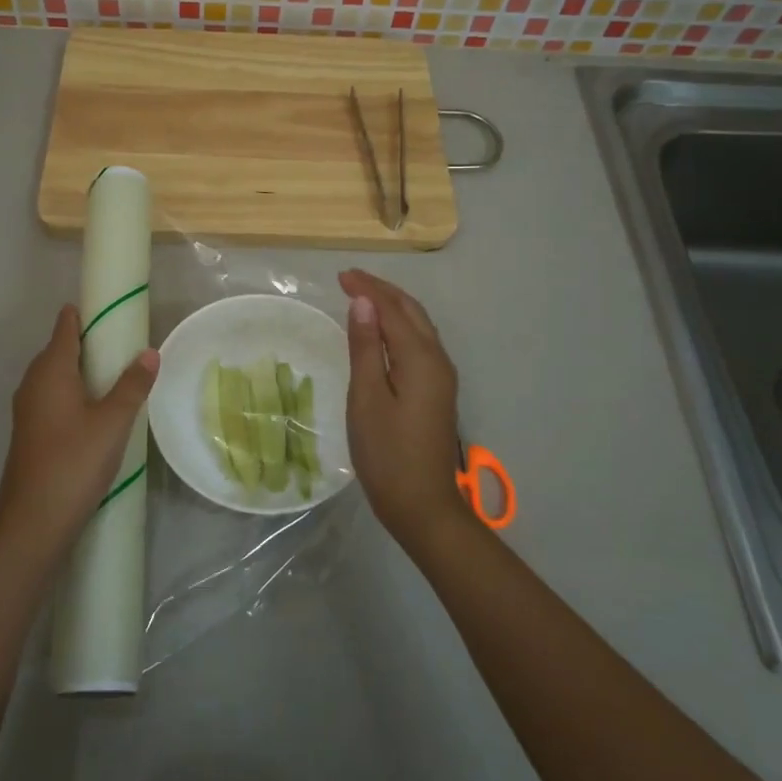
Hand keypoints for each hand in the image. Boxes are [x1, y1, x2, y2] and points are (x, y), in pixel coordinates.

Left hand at [0, 305, 158, 566]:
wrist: (33, 522)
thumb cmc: (74, 462)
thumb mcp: (113, 422)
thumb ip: (132, 385)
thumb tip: (150, 352)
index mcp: (50, 371)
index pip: (65, 327)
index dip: (85, 314)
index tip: (110, 309)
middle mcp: (33, 383)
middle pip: (58, 349)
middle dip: (87, 342)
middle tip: (123, 343)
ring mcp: (28, 410)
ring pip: (55, 377)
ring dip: (80, 370)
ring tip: (115, 375)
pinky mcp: (30, 433)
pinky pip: (52, 398)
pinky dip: (73, 393)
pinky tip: (94, 410)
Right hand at [339, 269, 467, 550]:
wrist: (423, 505)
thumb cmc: (387, 453)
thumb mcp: (367, 398)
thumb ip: (364, 347)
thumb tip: (362, 303)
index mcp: (420, 359)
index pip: (392, 309)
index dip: (367, 289)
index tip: (340, 275)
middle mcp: (437, 360)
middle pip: (411, 312)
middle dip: (382, 291)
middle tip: (349, 280)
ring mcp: (441, 377)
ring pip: (418, 326)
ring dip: (392, 306)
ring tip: (362, 297)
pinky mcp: (437, 391)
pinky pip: (419, 343)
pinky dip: (399, 326)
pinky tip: (381, 332)